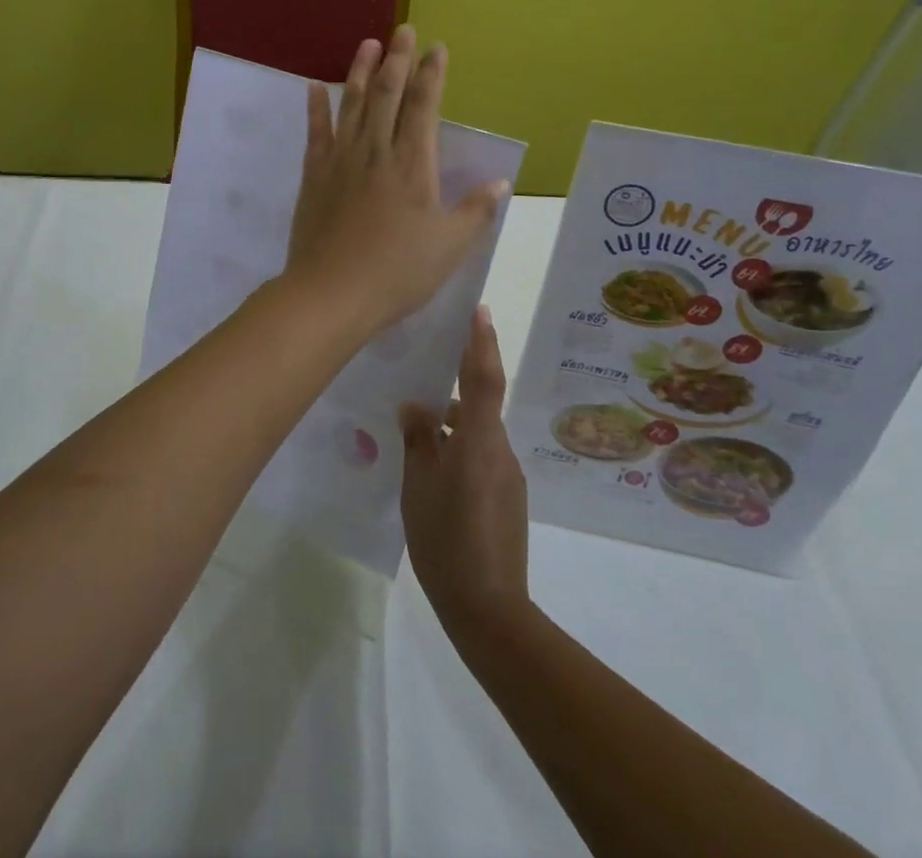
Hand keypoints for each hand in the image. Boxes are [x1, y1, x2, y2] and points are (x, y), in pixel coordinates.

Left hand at [284, 27, 508, 338]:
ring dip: (361, 72)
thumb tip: (500, 183)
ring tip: (367, 43)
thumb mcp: (450, 246)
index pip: (424, 106)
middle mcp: (376, 151)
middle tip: (402, 30)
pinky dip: (316, 108)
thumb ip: (476, 211)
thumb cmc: (398, 272)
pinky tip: (316, 87)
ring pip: (353, 104)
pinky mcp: (314, 175)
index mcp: (413, 164)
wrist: (332, 292)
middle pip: (387, 94)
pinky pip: (316, 133)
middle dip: (397, 59)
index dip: (431, 74)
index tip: (436, 48)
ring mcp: (341, 160)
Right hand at [400, 305, 530, 639]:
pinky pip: (481, 456)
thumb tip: (413, 407)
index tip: (480, 310)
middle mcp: (499, 449)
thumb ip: (417, 441)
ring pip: (477, 432)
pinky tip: (432, 470)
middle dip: (452, 387)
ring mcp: (507, 475)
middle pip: (477, 403)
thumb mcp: (417, 487)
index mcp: (477, 441)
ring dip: (451, 423)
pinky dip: (459, 448)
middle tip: (419, 378)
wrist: (490, 610)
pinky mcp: (508, 496)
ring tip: (415, 432)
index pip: (483, 378)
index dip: (481, 342)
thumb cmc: (445, 541)